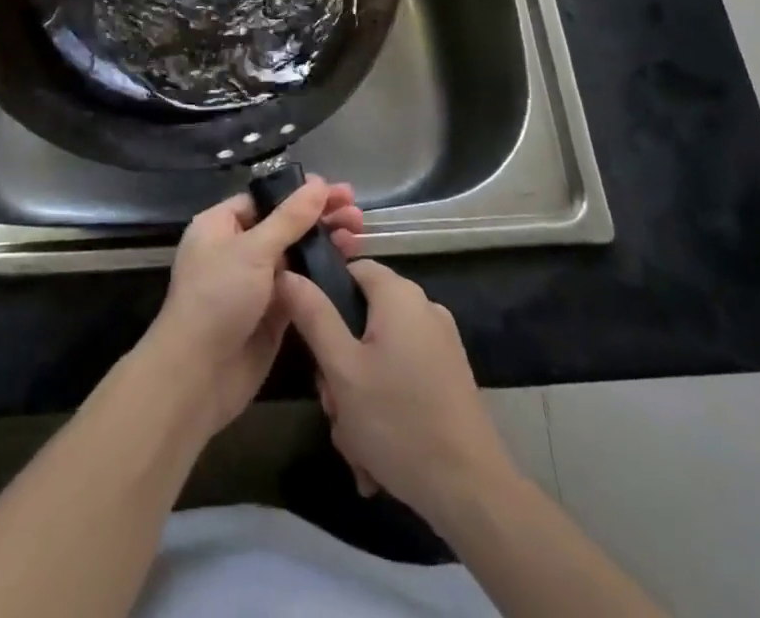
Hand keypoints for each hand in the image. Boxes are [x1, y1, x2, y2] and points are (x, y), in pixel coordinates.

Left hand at [144, 178, 363, 434]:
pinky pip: (301, 285)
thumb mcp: (253, 250)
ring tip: (358, 235)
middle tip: (356, 213)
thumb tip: (319, 184)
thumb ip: (289, 218)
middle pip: (285, 224)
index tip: (336, 190)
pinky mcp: (273, 313)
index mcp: (221, 225)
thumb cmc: (217, 298)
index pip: (265, 199)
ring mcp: (256, 282)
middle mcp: (238, 249)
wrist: (198, 376)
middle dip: (319, 216)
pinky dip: (322, 274)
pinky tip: (349, 264)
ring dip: (325, 243)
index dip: (299, 193)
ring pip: (296, 254)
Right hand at [279, 259, 513, 524]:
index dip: (324, 296)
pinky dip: (385, 407)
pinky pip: (402, 378)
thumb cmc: (398, 421)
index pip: (351, 269)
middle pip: (363, 319)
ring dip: (359, 397)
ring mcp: (440, 344)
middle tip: (334, 407)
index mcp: (399, 295)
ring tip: (356, 444)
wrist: (471, 490)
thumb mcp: (342, 369)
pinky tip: (377, 455)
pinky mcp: (449, 377)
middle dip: (340, 367)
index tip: (310, 341)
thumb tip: (288, 272)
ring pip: (379, 356)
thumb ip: (313, 316)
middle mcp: (423, 308)